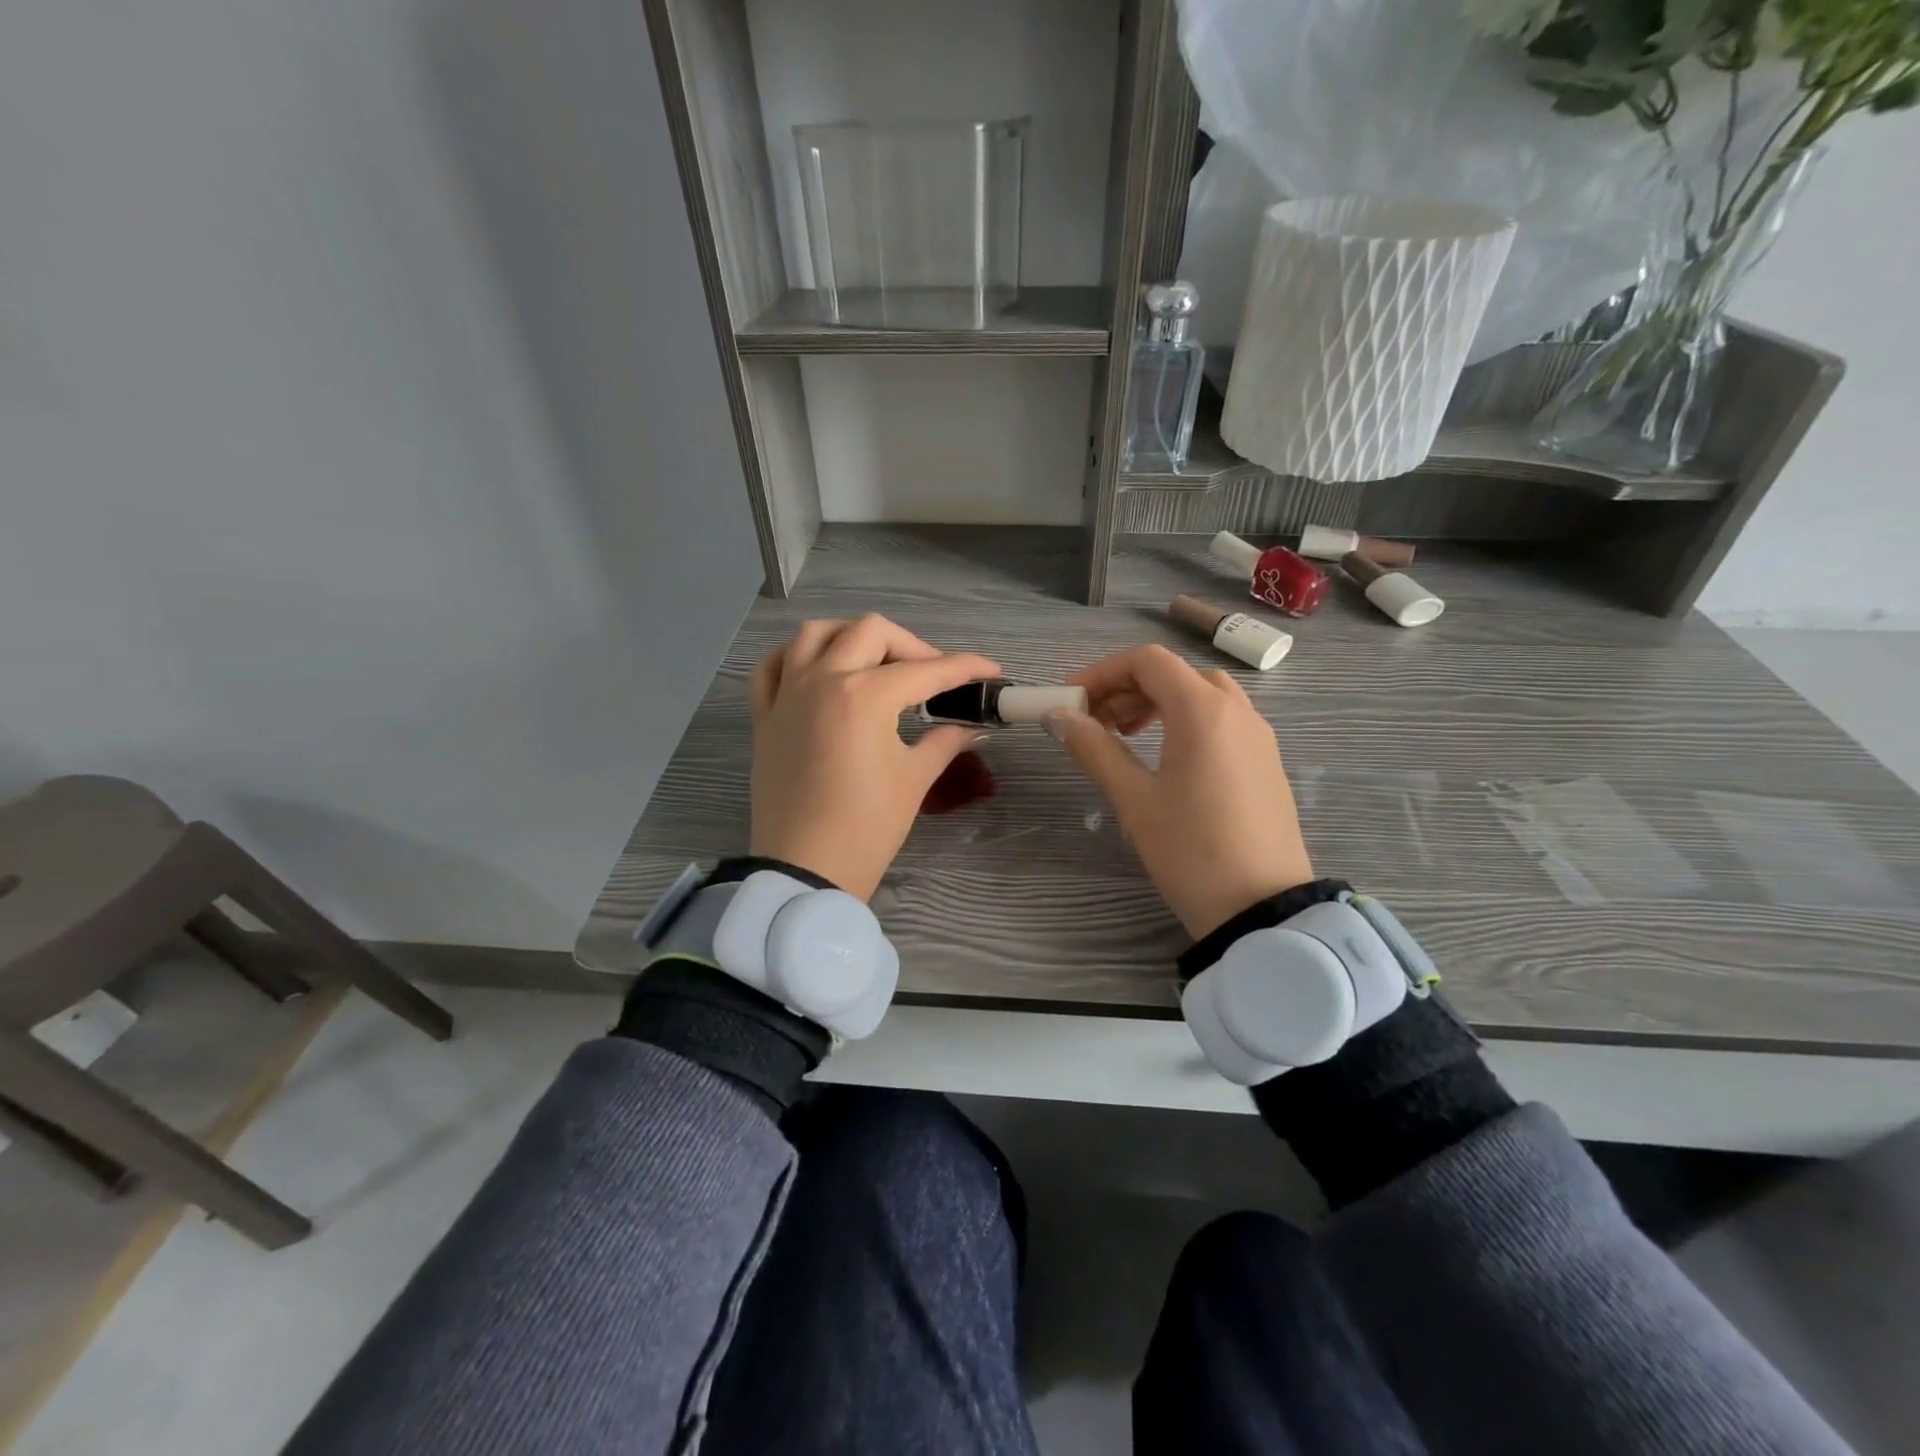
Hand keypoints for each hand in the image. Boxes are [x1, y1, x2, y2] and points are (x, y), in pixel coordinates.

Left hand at [749, 615, 999, 900]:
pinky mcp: (765, 716)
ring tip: (875, 663)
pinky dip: (795, 657)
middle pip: (871, 632)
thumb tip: (971, 726)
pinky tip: (818, 671)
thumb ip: (945, 741)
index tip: (990, 672)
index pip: (926, 671)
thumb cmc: (867, 827)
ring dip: (852, 637)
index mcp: (864, 695)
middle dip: (912, 646)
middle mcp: (823, 680)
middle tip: (932, 678)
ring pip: (815, 634)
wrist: (805, 870)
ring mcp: (787, 694)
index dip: (965, 668)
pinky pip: (772, 666)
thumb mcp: (914, 779)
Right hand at [1046, 645, 1313, 937]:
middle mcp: (1237, 710)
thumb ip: (1094, 748)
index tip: (1072, 700)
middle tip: (1092, 722)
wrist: (1262, 909)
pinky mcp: (1265, 761)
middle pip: (1174, 674)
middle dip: (1126, 689)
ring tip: (1123, 737)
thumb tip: (1058, 715)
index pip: (1148, 661)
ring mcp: (1258, 735)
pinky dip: (1185, 721)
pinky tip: (1164, 758)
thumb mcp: (1134, 798)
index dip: (1103, 672)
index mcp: (1203, 710)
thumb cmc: (1190, 850)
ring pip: (1200, 695)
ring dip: (1156, 703)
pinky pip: (1221, 720)